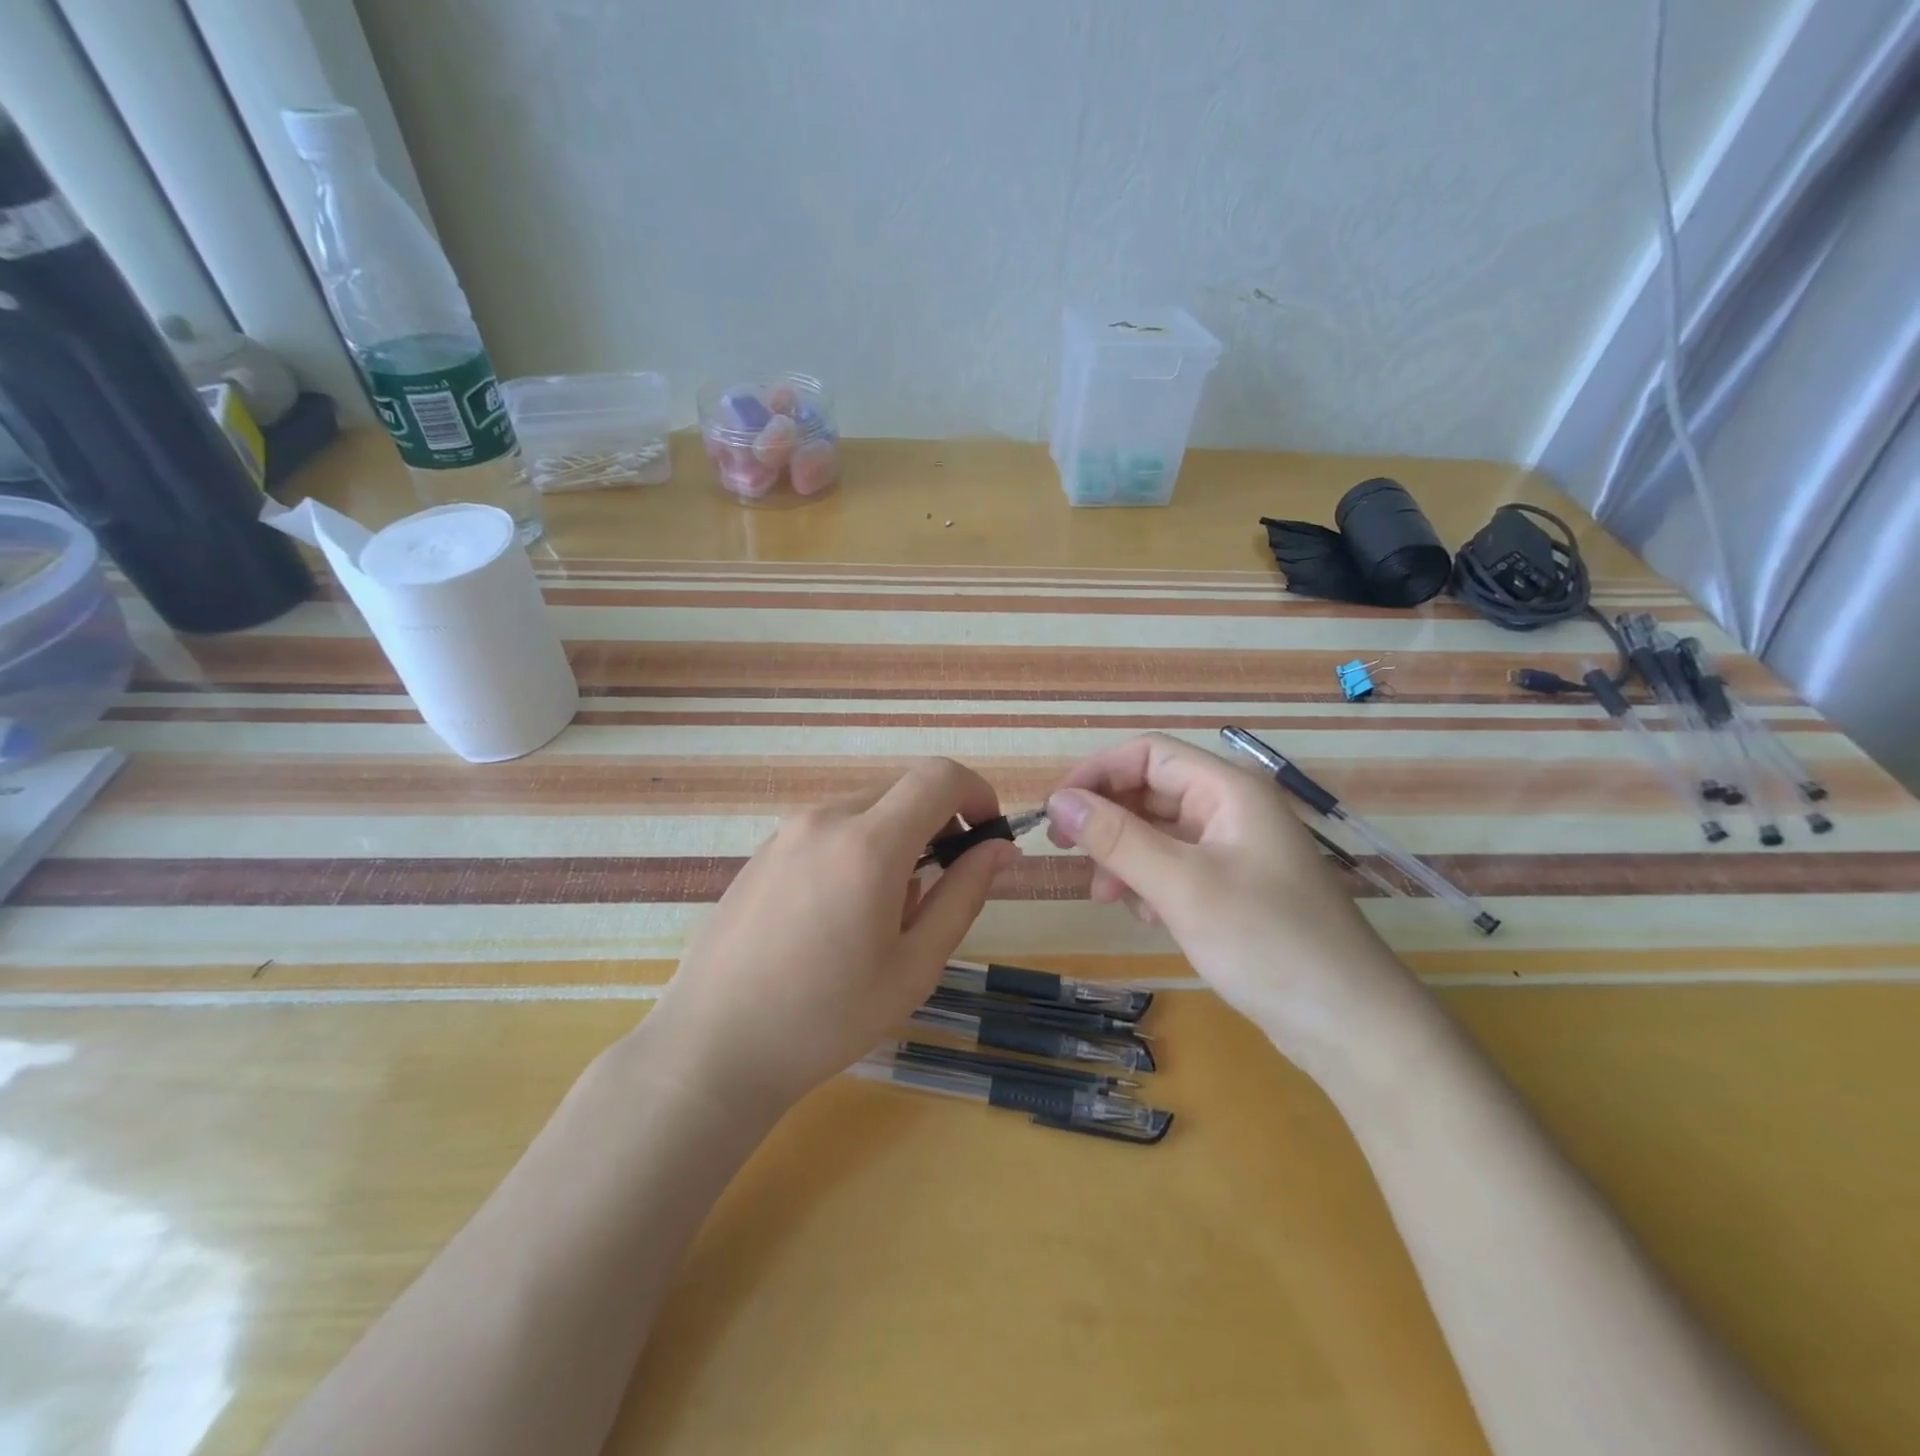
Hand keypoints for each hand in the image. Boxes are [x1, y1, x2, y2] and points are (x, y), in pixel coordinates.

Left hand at [643, 758, 1018, 1120]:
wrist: (713, 1048)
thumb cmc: (827, 1018)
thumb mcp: (915, 965)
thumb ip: (964, 895)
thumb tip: (999, 849)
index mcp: (869, 843)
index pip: (939, 777)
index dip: (977, 792)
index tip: (988, 834)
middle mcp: (826, 819)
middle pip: (903, 789)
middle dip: (938, 821)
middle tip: (943, 883)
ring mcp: (787, 832)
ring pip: (865, 809)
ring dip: (897, 838)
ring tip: (886, 912)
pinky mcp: (763, 851)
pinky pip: (829, 829)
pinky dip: (857, 847)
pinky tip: (839, 914)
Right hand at [1046, 734, 1423, 1070]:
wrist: (1349, 1025)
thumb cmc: (1266, 941)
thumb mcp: (1181, 886)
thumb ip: (1116, 838)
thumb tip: (1058, 801)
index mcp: (1228, 791)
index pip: (1148, 755)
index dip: (1097, 774)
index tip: (1055, 809)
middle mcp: (1232, 811)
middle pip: (1151, 792)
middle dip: (1108, 820)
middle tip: (1066, 852)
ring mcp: (1235, 852)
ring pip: (1160, 834)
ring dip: (1125, 857)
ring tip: (1106, 896)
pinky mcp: (1235, 890)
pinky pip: (1177, 869)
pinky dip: (1151, 885)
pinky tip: (1147, 917)